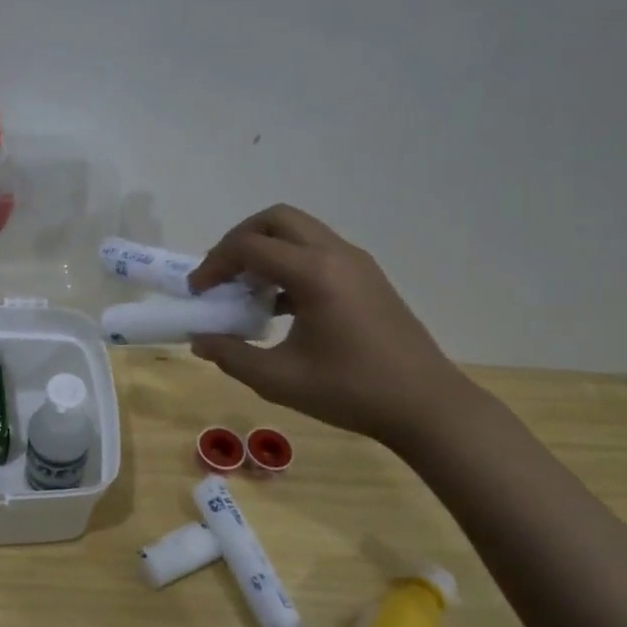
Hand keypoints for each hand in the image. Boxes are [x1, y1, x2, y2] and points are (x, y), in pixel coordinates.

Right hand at [186, 205, 472, 445]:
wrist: (427, 407)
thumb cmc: (351, 391)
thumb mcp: (278, 379)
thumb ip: (231, 355)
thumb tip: (200, 339)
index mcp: (315, 274)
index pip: (249, 247)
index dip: (215, 264)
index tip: (198, 292)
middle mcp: (336, 255)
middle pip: (276, 219)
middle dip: (240, 239)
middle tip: (221, 273)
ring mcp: (357, 263)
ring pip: (299, 231)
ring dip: (266, 249)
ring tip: (246, 288)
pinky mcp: (367, 277)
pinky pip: (317, 250)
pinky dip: (289, 262)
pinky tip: (279, 304)